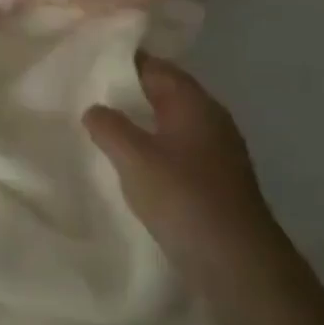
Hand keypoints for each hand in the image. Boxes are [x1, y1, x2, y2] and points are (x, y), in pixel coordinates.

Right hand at [84, 55, 281, 289]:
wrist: (237, 264)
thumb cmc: (183, 198)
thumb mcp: (133, 157)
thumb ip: (108, 126)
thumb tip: (95, 108)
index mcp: (193, 103)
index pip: (154, 66)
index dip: (121, 60)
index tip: (87, 60)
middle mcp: (210, 119)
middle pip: (164, 92)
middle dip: (128, 91)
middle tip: (85, 91)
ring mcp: (216, 151)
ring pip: (170, 122)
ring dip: (139, 122)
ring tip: (100, 126)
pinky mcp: (215, 181)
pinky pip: (176, 149)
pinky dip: (152, 148)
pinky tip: (128, 162)